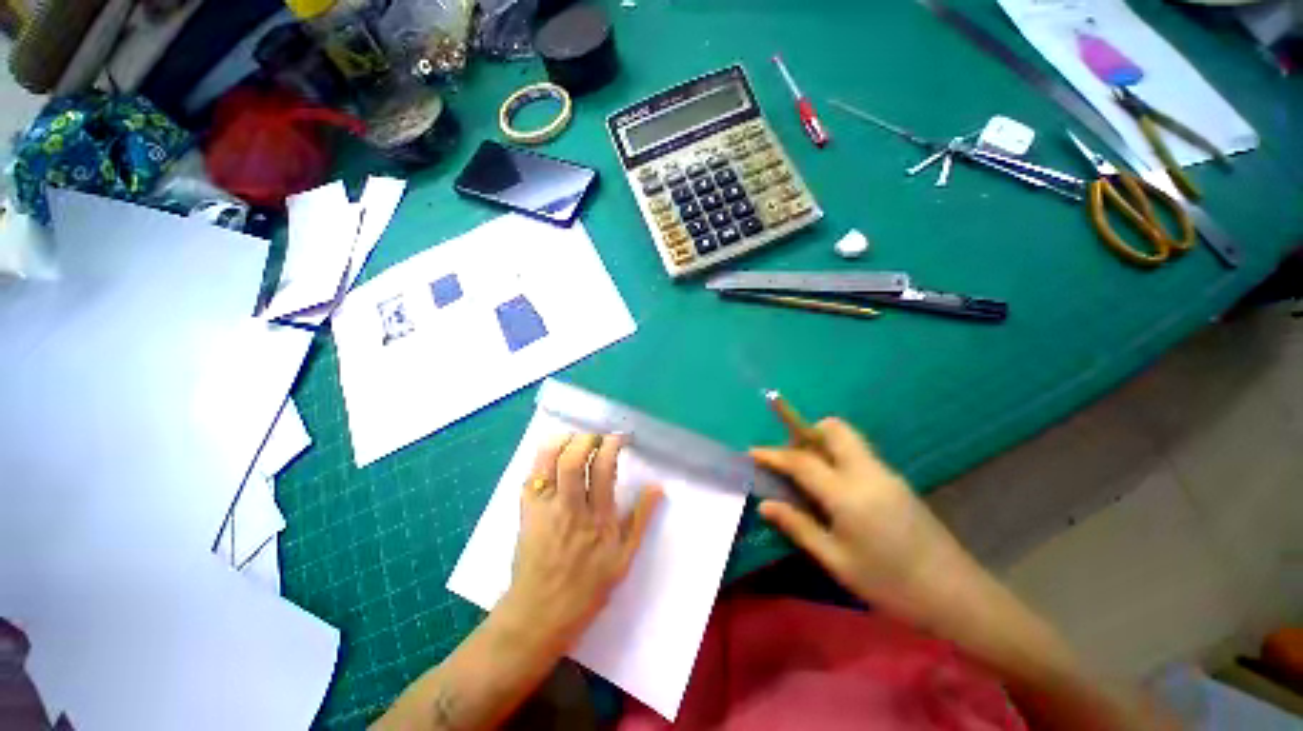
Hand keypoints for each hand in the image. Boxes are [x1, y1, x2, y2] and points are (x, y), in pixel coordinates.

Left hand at [499, 433, 662, 650]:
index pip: (604, 470)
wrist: (539, 615)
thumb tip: (657, 487)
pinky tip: (552, 455)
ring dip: (561, 442)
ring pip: (548, 463)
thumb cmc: (587, 589)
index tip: (617, 437)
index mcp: (598, 520)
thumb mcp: (624, 558)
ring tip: (573, 438)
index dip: (611, 445)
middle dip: (585, 438)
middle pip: (573, 460)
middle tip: (595, 437)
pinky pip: (530, 477)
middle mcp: (570, 509)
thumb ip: (641, 519)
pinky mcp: (525, 513)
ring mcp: (544, 510)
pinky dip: (541, 459)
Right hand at [752, 419, 967, 612]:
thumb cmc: (891, 584)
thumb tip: (765, 505)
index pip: (801, 461)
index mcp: (847, 493)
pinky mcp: (897, 482)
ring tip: (808, 473)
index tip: (752, 452)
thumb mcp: (837, 561)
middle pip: (834, 429)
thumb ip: (799, 526)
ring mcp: (886, 474)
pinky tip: (835, 489)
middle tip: (791, 457)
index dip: (773, 454)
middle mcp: (867, 472)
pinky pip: (859, 455)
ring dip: (822, 443)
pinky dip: (838, 457)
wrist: (958, 597)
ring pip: (848, 439)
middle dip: (806, 431)